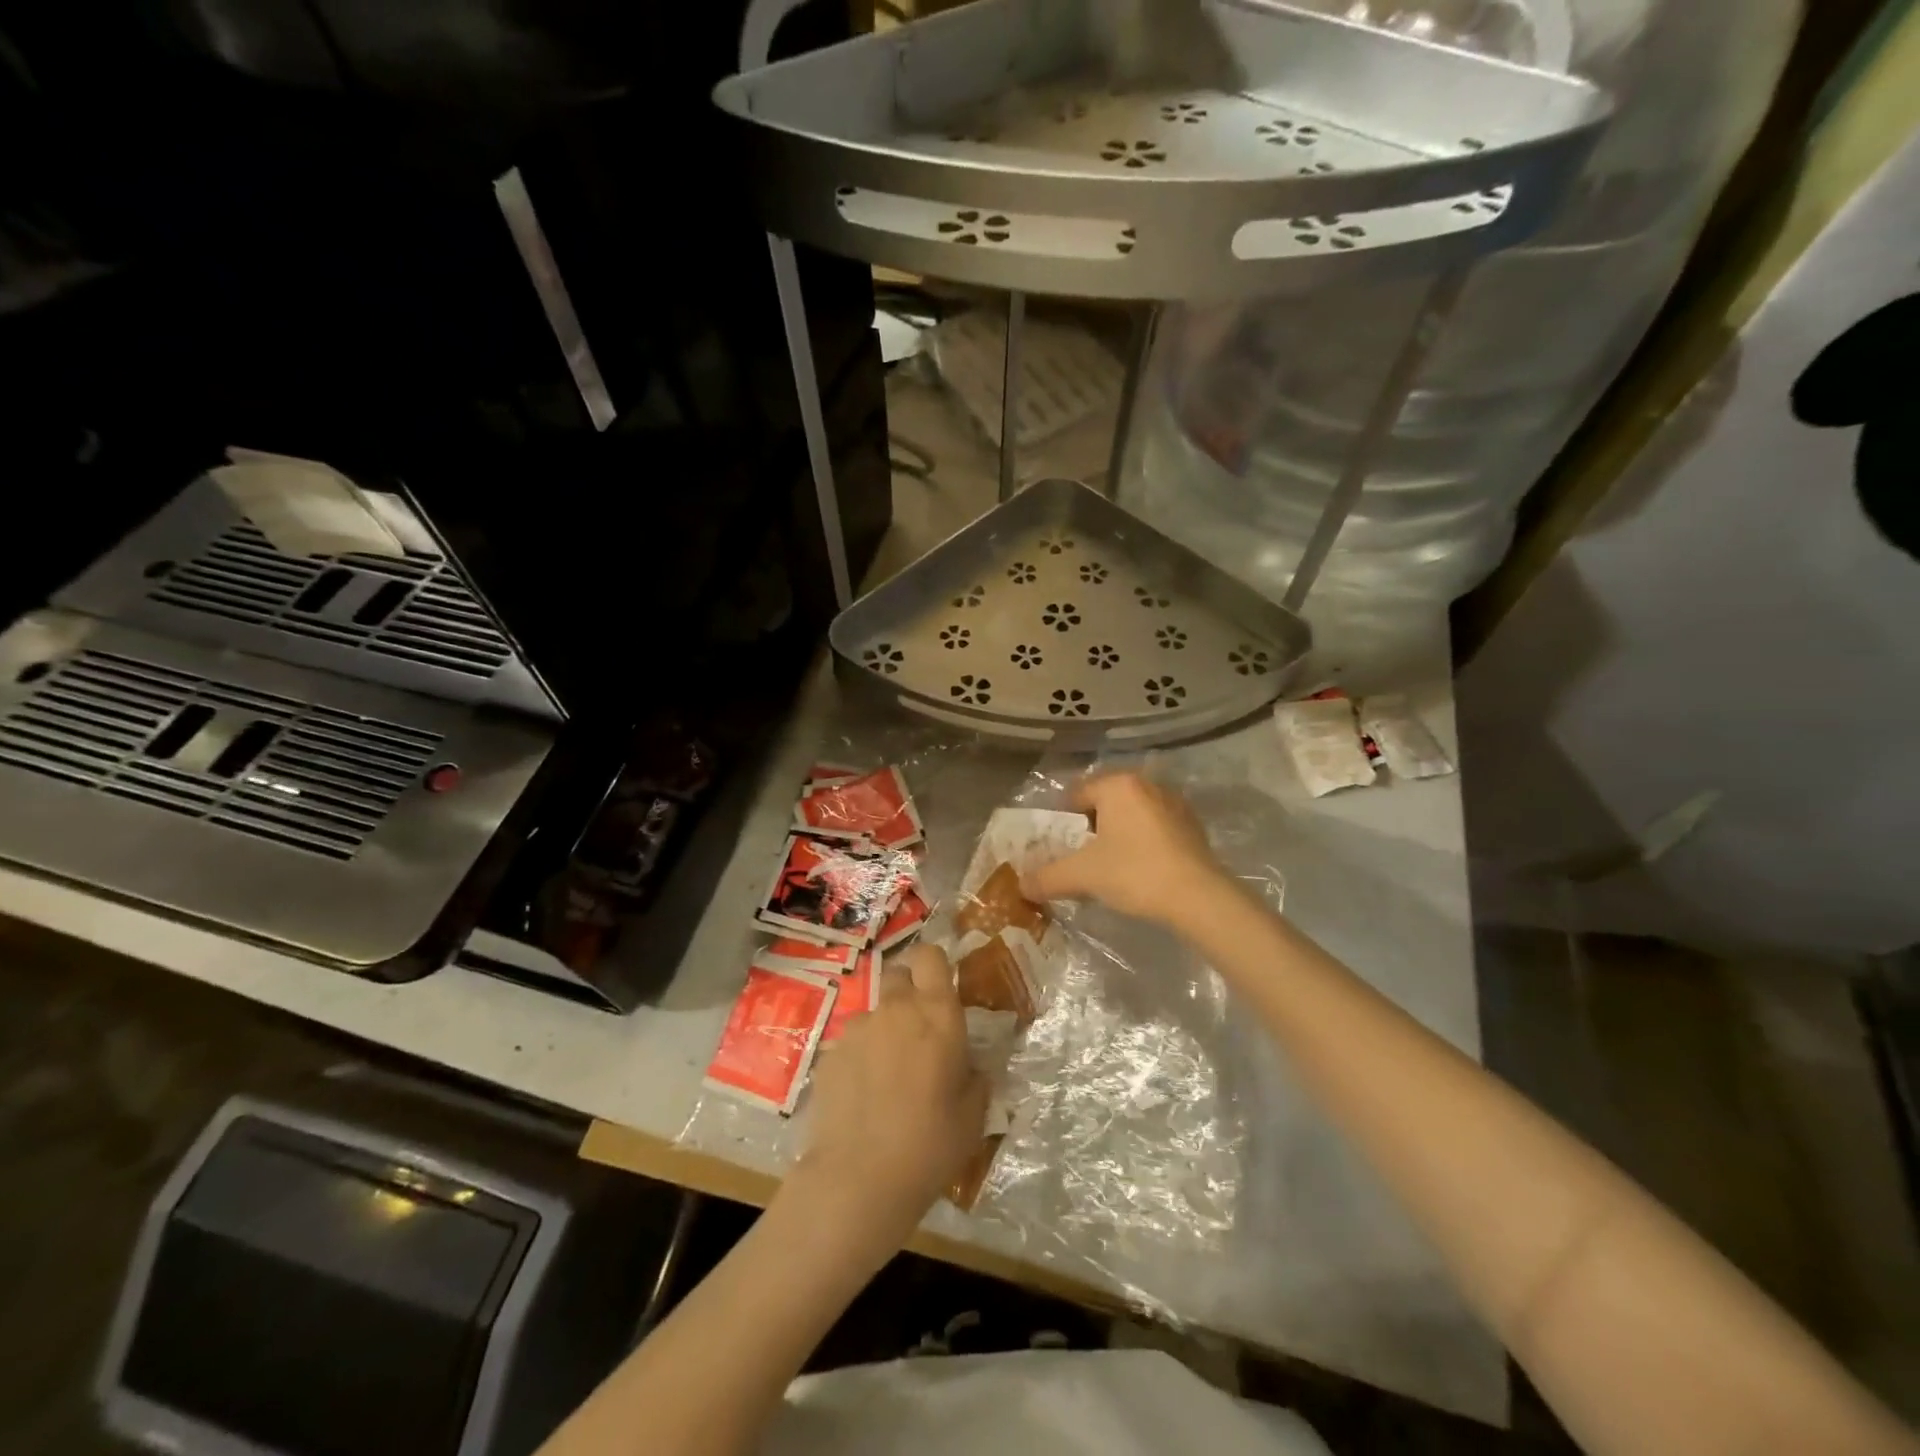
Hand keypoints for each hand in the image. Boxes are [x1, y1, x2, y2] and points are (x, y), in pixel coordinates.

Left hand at [795, 944, 988, 1237]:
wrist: (858, 1179)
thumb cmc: (930, 1144)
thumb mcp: (974, 1114)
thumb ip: (974, 1076)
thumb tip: (968, 1065)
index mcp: (937, 1013)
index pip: (930, 956)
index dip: (934, 965)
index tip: (940, 989)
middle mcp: (895, 1008)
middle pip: (899, 975)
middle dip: (910, 994)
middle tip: (919, 1033)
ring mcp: (857, 1029)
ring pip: (875, 1014)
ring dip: (884, 1031)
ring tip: (888, 1078)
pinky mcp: (829, 1054)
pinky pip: (851, 1044)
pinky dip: (860, 1059)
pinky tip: (862, 1098)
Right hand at [1022, 772, 1227, 925]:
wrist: (1199, 897)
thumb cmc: (1134, 872)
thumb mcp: (1082, 875)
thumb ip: (1047, 877)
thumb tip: (1020, 886)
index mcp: (1118, 785)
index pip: (1077, 795)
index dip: (1063, 821)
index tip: (1060, 847)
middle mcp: (1147, 785)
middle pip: (1106, 803)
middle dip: (1092, 827)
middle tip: (1082, 857)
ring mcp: (1175, 804)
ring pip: (1132, 816)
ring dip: (1119, 835)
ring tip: (1110, 865)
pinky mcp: (1193, 827)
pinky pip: (1156, 829)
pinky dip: (1143, 843)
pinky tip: (1140, 869)